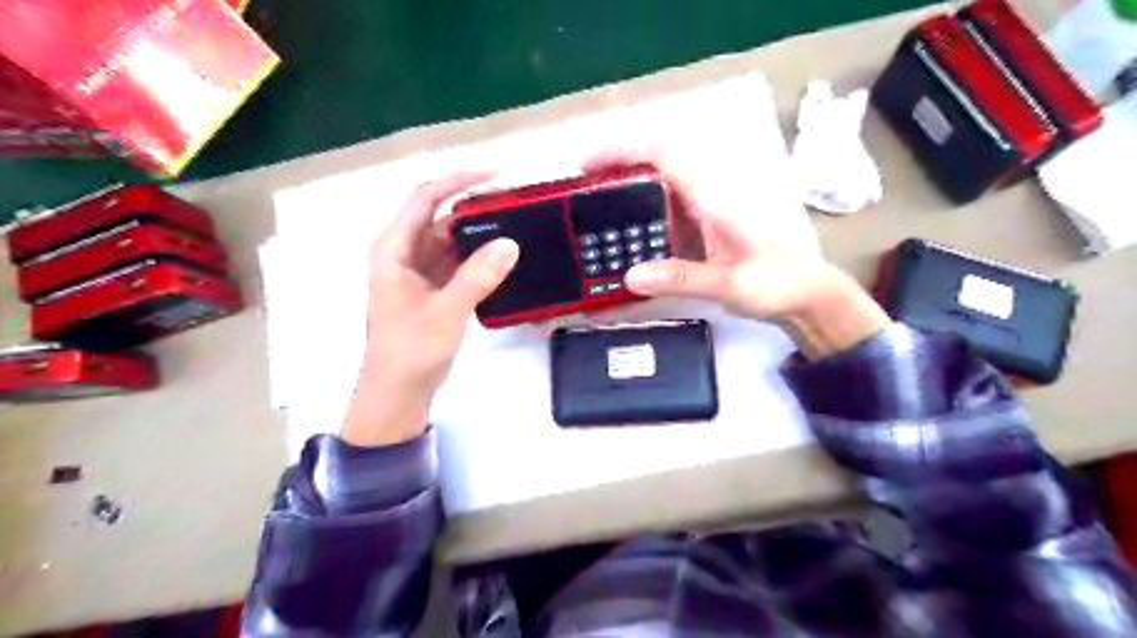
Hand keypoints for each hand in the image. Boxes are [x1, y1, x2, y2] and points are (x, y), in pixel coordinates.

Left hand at [340, 173, 521, 445]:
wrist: (398, 393)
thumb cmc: (410, 351)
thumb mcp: (446, 311)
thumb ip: (477, 277)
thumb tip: (511, 244)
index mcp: (394, 249)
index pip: (425, 198)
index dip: (458, 180)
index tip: (495, 174)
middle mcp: (404, 253)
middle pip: (440, 217)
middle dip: (475, 207)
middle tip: (515, 204)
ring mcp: (418, 272)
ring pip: (451, 240)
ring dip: (479, 234)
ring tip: (516, 227)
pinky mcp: (432, 289)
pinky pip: (457, 262)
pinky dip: (477, 257)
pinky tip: (502, 258)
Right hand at [586, 149, 887, 357]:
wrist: (806, 293)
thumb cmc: (776, 283)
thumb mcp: (728, 284)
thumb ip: (681, 278)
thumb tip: (630, 276)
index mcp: (714, 197)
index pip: (664, 156)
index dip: (624, 150)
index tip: (588, 163)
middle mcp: (708, 195)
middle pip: (656, 164)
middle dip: (616, 166)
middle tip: (580, 189)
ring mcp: (707, 209)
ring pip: (660, 184)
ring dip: (627, 187)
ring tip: (592, 208)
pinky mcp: (705, 225)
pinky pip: (666, 207)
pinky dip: (640, 212)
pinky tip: (625, 233)